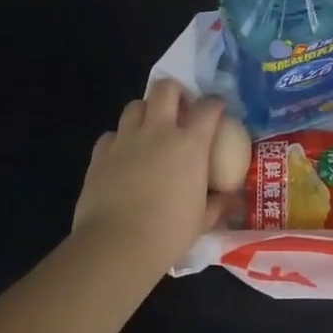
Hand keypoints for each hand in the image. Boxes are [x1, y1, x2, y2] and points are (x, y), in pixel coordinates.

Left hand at [70, 80, 228, 270]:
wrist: (117, 244)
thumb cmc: (168, 233)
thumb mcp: (202, 221)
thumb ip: (218, 205)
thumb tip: (232, 200)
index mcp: (190, 144)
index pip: (208, 108)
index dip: (215, 104)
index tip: (217, 109)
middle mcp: (158, 131)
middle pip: (165, 88)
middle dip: (175, 91)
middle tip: (179, 110)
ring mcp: (126, 139)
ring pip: (134, 105)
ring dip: (145, 112)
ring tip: (149, 130)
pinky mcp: (100, 154)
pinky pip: (111, 135)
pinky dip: (119, 140)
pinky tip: (122, 156)